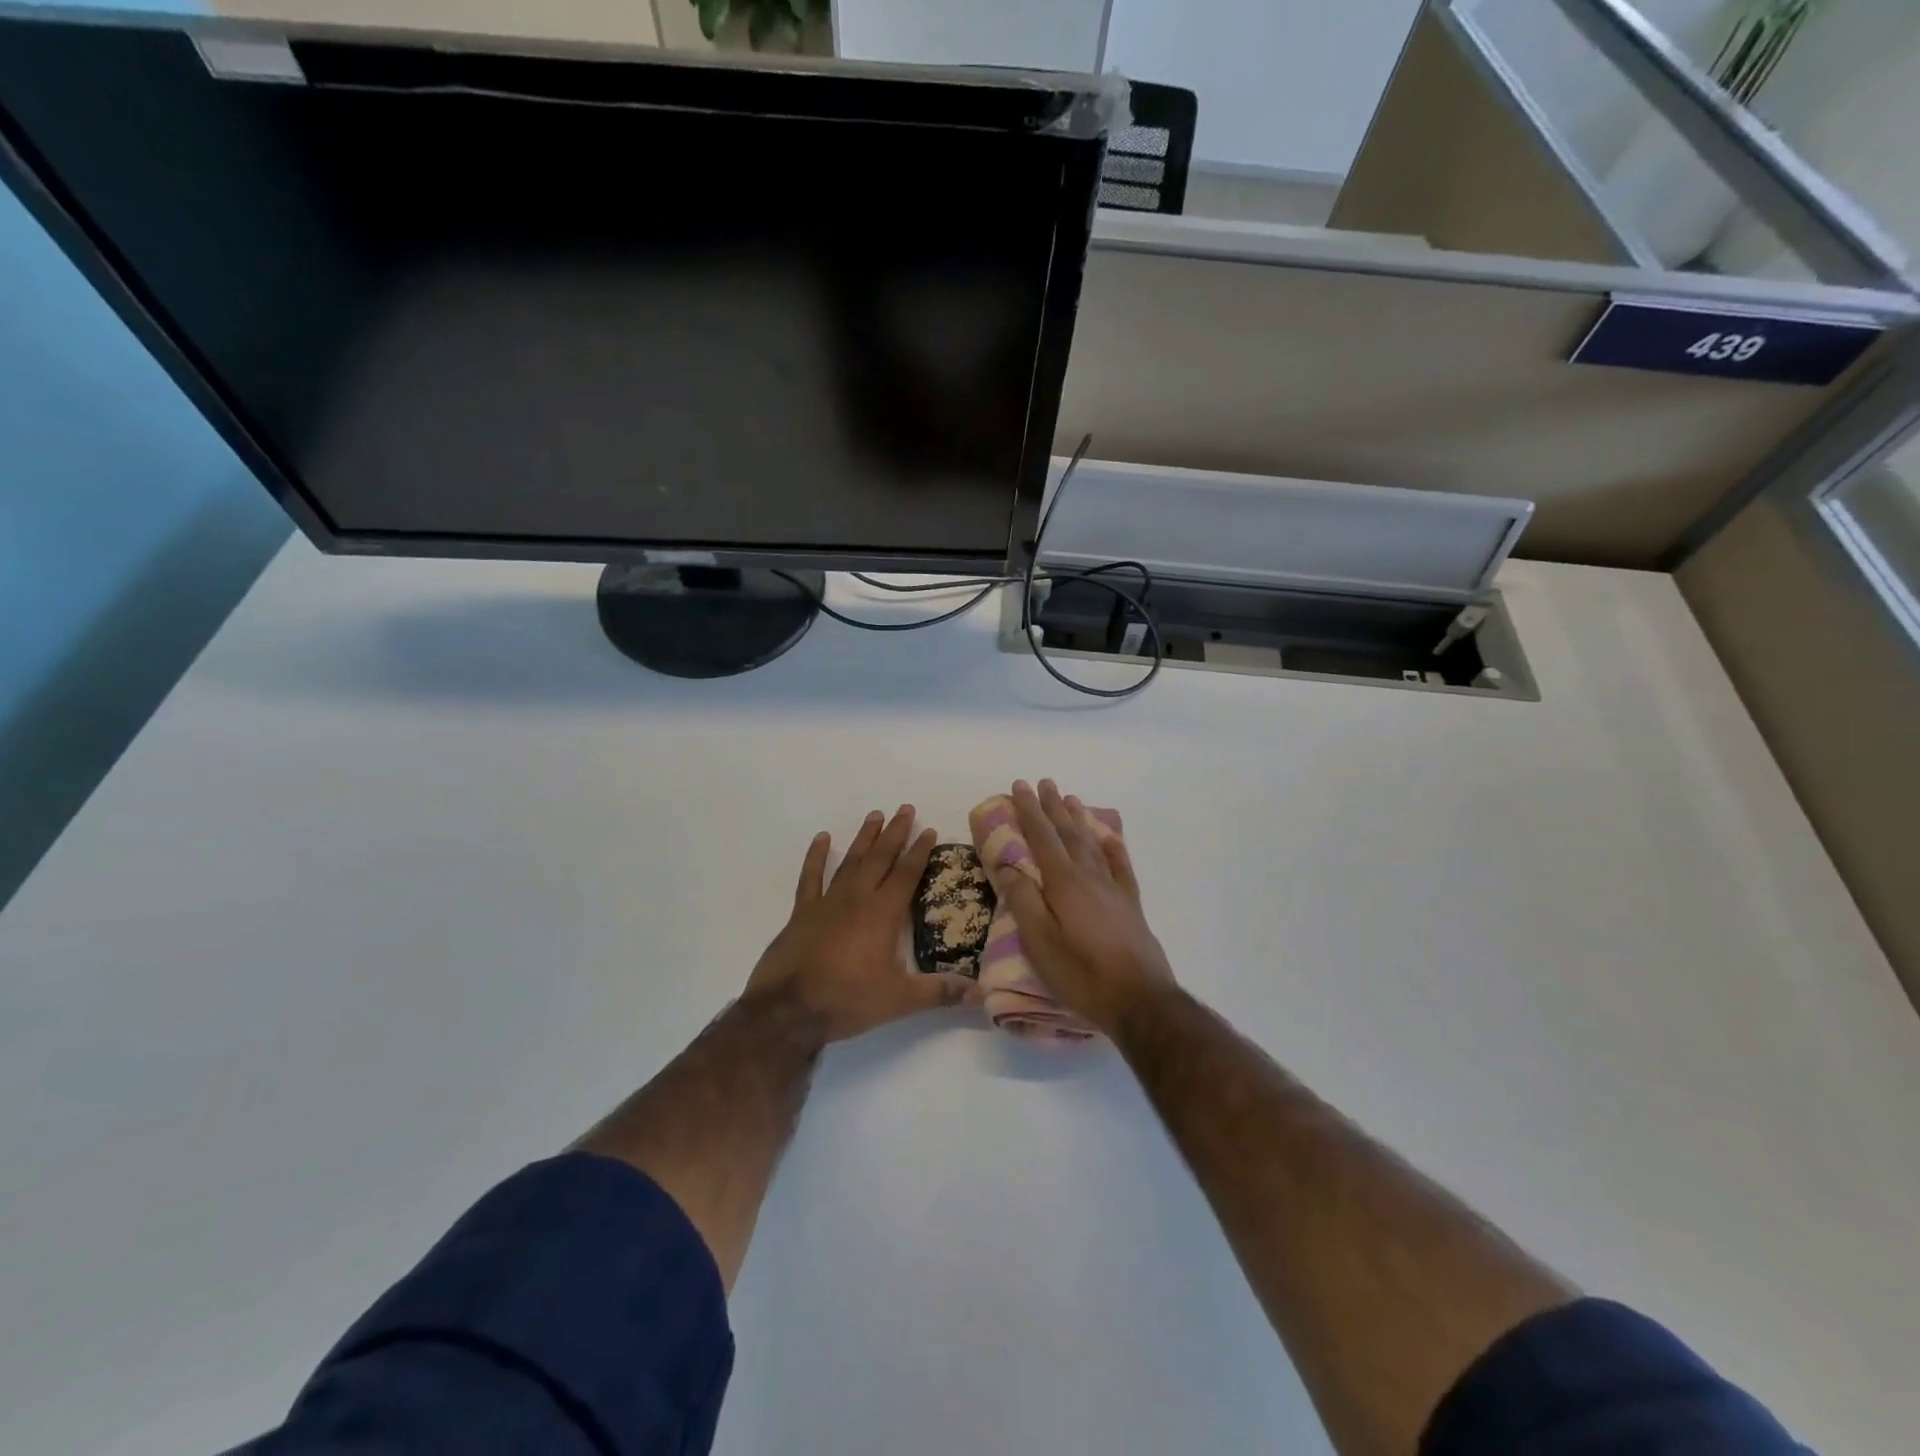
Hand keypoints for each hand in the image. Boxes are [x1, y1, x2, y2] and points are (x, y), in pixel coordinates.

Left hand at [745, 806, 979, 1042]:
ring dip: (864, 838)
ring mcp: (827, 902)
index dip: (920, 851)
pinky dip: (816, 856)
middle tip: (905, 808)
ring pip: (850, 861)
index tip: (929, 830)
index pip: (907, 873)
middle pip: (880, 857)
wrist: (789, 1008)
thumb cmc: (847, 999)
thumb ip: (939, 992)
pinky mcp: (802, 912)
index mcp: (883, 913)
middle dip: (895, 832)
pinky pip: (810, 877)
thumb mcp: (899, 1000)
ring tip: (875, 815)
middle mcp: (857, 898)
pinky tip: (821, 838)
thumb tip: (980, 993)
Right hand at [989, 780, 1176, 1034]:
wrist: (1140, 1000)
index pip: (1042, 838)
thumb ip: (1024, 901)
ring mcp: (1113, 889)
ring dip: (1078, 820)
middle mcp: (1089, 877)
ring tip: (1070, 798)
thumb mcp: (1040, 943)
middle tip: (1044, 783)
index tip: (1020, 786)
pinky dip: (1112, 847)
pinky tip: (1108, 837)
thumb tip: (1008, 865)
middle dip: (1052, 807)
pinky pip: (1120, 865)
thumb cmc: (1082, 974)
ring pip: (1092, 844)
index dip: (1029, 811)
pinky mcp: (1130, 905)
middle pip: (1067, 833)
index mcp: (1064, 883)